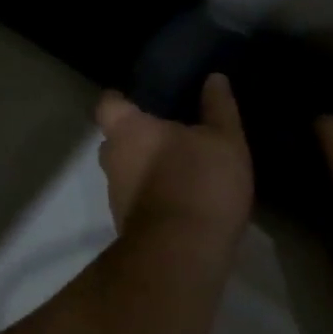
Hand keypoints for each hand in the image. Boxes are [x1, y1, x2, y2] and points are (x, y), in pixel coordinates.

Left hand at [96, 74, 253, 242]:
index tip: (143, 100)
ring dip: (146, 169)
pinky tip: (182, 198)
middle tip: (169, 134)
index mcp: (127, 130)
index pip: (108, 103)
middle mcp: (112, 160)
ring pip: (126, 173)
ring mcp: (116, 197)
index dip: (122, 99)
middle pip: (114, 140)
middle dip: (136, 137)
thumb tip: (214, 78)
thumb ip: (218, 107)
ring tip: (180, 167)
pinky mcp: (127, 226)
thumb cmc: (200, 182)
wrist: (183, 255)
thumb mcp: (224, 139)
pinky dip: (153, 196)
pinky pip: (137, 200)